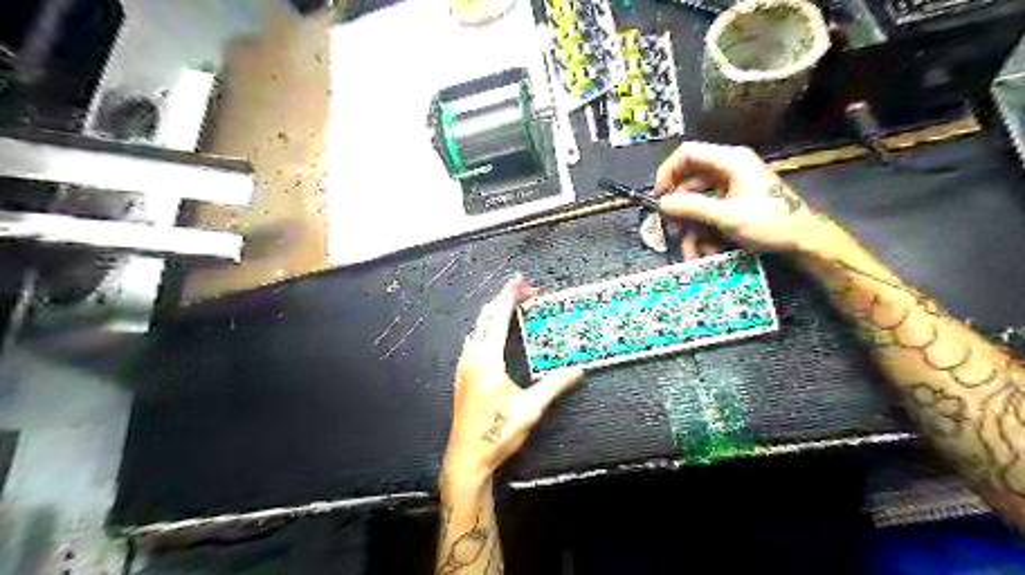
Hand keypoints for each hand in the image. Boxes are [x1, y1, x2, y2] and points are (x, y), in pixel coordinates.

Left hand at [442, 277, 584, 490]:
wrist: (466, 458)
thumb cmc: (497, 433)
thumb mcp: (530, 409)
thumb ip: (554, 386)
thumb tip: (578, 371)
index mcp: (487, 361)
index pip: (498, 318)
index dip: (509, 296)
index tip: (520, 281)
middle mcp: (472, 358)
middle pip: (485, 318)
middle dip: (503, 299)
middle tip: (523, 289)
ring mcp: (464, 367)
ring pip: (477, 328)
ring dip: (493, 313)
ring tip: (511, 306)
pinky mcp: (462, 376)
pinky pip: (473, 340)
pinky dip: (486, 327)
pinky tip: (493, 334)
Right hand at [657, 140, 830, 255]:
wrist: (805, 240)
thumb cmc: (770, 222)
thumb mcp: (727, 216)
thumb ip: (691, 207)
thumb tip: (662, 203)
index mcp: (730, 161)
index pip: (687, 153)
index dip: (667, 172)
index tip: (659, 197)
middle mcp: (728, 169)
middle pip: (689, 181)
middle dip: (679, 207)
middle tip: (672, 229)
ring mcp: (731, 186)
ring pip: (697, 201)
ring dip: (690, 226)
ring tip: (690, 250)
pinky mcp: (734, 202)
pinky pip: (709, 212)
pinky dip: (703, 231)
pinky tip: (704, 251)